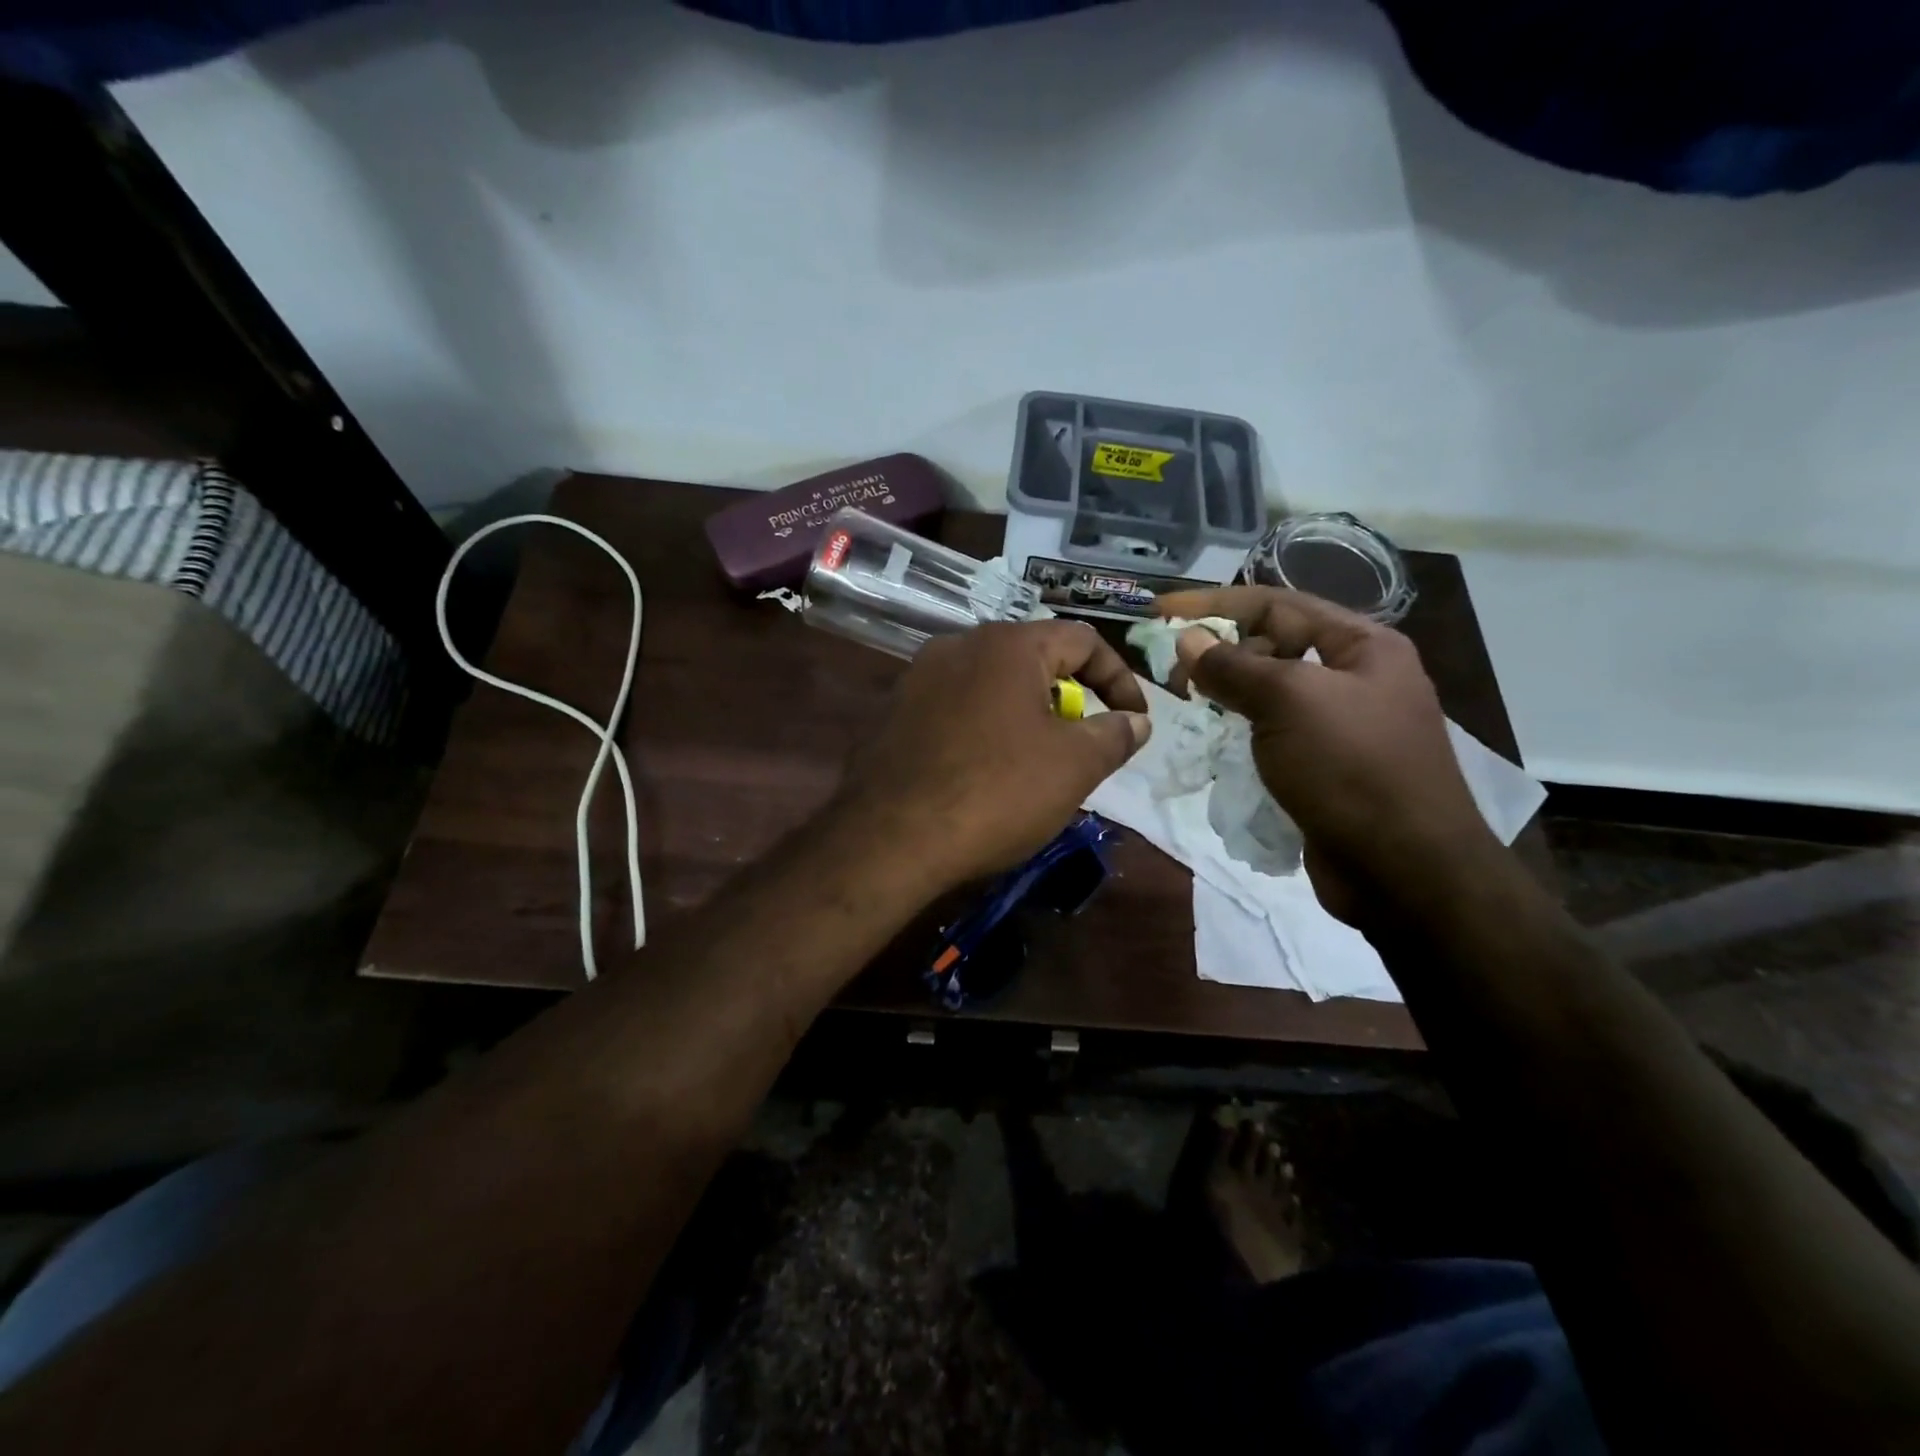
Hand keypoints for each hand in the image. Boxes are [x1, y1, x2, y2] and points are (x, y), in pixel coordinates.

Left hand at [837, 621, 1150, 890]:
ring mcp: (917, 677)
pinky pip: (954, 709)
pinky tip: (981, 771)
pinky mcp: (891, 712)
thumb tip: (1136, 721)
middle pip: (1033, 659)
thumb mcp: (1074, 766)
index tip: (1135, 720)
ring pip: (990, 685)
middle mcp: (958, 645)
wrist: (890, 838)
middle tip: (1082, 744)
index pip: (1083, 640)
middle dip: (1069, 698)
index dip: (1120, 678)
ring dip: (1024, 714)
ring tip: (1034, 761)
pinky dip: (982, 729)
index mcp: (1007, 645)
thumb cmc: (996, 792)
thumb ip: (1113, 735)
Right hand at [1155, 586, 1500, 919]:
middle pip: (1273, 646)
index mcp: (1362, 646)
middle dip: (1220, 651)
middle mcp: (1356, 677)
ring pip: (1270, 693)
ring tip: (1189, 705)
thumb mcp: (1288, 702)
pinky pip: (1274, 733)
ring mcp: (1342, 725)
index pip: (1275, 604)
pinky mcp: (1326, 767)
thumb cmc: (1351, 769)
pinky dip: (1242, 732)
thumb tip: (1186, 640)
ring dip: (1227, 694)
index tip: (1160, 611)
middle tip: (1173, 675)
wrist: (1404, 871)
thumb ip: (1232, 666)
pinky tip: (1217, 742)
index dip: (1213, 604)